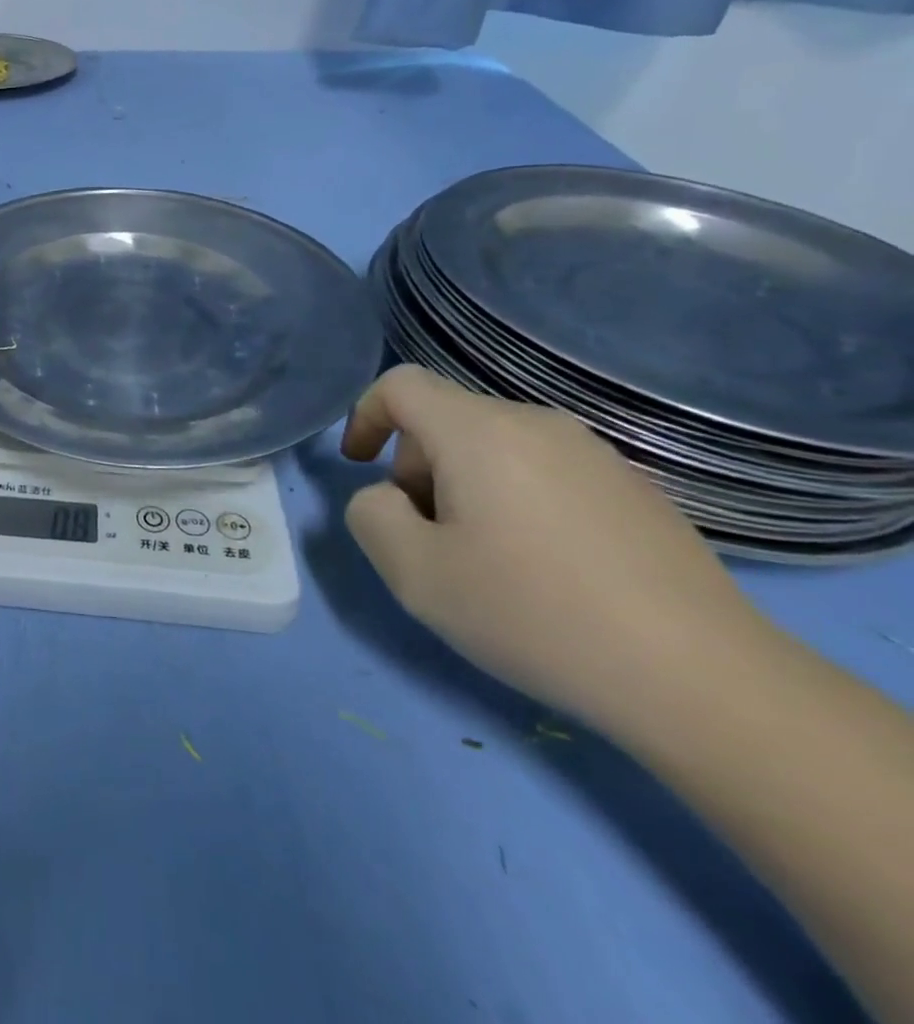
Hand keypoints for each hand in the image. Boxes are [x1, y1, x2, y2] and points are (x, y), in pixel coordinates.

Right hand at [339, 365, 764, 729]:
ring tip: (485, 557)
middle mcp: (538, 425)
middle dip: (416, 465)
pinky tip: (545, 568)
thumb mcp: (413, 573)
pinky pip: (546, 471)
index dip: (365, 416)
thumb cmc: (534, 614)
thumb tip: (387, 497)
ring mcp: (596, 454)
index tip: (360, 468)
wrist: (703, 680)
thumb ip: (369, 515)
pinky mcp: (637, 489)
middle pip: (448, 417)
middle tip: (428, 536)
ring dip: (465, 484)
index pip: (400, 384)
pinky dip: (516, 499)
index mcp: (480, 432)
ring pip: (496, 445)